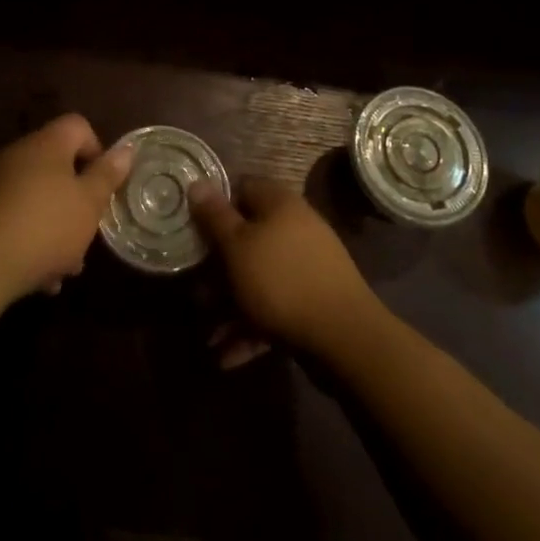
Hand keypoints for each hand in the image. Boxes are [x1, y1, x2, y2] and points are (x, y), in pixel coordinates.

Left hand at [0, 114, 133, 303]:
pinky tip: (36, 277)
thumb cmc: (45, 226)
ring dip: (52, 226)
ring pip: (34, 197)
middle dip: (74, 201)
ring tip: (63, 269)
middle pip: (56, 166)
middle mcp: (17, 154)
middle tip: (85, 235)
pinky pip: (11, 218)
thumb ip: (107, 175)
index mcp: (47, 144)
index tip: (102, 186)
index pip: (78, 126)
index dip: (96, 151)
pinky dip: (27, 239)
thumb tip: (126, 148)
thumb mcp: (89, 203)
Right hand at [190, 178, 380, 359]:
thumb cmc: (281, 280)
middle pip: (247, 239)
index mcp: (279, 204)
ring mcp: (306, 267)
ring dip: (230, 306)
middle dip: (218, 269)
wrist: (345, 337)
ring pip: (258, 279)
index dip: (216, 206)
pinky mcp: (312, 303)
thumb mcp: (238, 246)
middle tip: (196, 293)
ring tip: (208, 337)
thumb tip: (197, 182)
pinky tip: (227, 357)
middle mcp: (294, 228)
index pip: (242, 189)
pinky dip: (251, 329)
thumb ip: (215, 216)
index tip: (194, 229)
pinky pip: (274, 309)